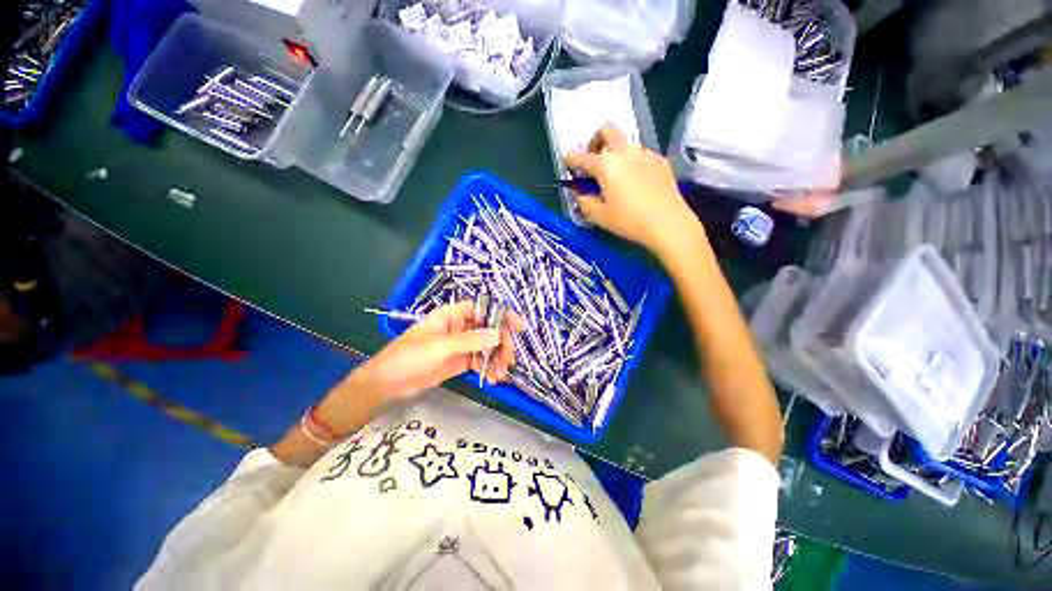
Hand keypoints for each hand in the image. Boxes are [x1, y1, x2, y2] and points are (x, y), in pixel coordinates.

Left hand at [354, 301, 521, 401]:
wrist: (387, 383)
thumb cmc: (408, 357)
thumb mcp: (439, 348)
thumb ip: (470, 341)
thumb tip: (498, 334)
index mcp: (452, 315)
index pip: (483, 309)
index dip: (502, 315)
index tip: (518, 327)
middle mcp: (460, 327)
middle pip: (490, 329)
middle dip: (501, 344)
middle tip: (508, 360)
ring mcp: (461, 345)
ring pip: (487, 346)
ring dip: (496, 359)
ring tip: (500, 375)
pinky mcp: (459, 361)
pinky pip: (480, 361)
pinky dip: (488, 368)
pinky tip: (492, 379)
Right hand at [564, 124, 703, 258]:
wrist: (668, 223)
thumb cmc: (629, 221)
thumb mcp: (600, 216)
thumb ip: (585, 202)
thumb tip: (580, 194)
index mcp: (606, 165)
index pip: (581, 157)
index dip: (571, 159)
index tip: (567, 161)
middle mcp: (625, 153)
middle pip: (607, 130)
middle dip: (595, 139)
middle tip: (593, 157)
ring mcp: (645, 154)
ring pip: (626, 143)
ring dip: (616, 152)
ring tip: (616, 175)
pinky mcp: (661, 162)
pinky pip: (642, 155)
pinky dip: (633, 162)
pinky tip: (636, 180)